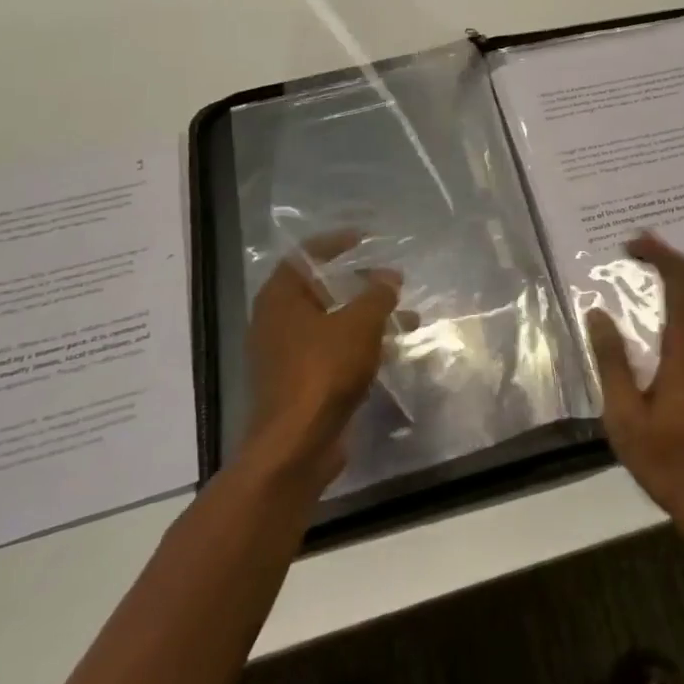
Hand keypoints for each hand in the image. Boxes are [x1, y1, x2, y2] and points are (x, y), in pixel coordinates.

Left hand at [245, 232, 403, 493]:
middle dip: (358, 283)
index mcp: (280, 298)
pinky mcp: (300, 382)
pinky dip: (360, 344)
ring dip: (367, 317)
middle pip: (319, 289)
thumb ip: (377, 295)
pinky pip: (333, 351)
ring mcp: (286, 354)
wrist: (296, 445)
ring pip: (331, 323)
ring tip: (406, 316)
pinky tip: (392, 349)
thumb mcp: (359, 324)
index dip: (335, 243)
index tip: (364, 238)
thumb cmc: (323, 371)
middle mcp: (276, 322)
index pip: (304, 256)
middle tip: (390, 279)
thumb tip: (389, 277)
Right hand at [587, 233, 683, 545]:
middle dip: (668, 262)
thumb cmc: (670, 465)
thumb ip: (612, 361)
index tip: (632, 245)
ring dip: (682, 285)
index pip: (682, 283)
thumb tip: (597, 314)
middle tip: (637, 254)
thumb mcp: (625, 418)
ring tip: (651, 279)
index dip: (660, 255)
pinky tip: (673, 322)